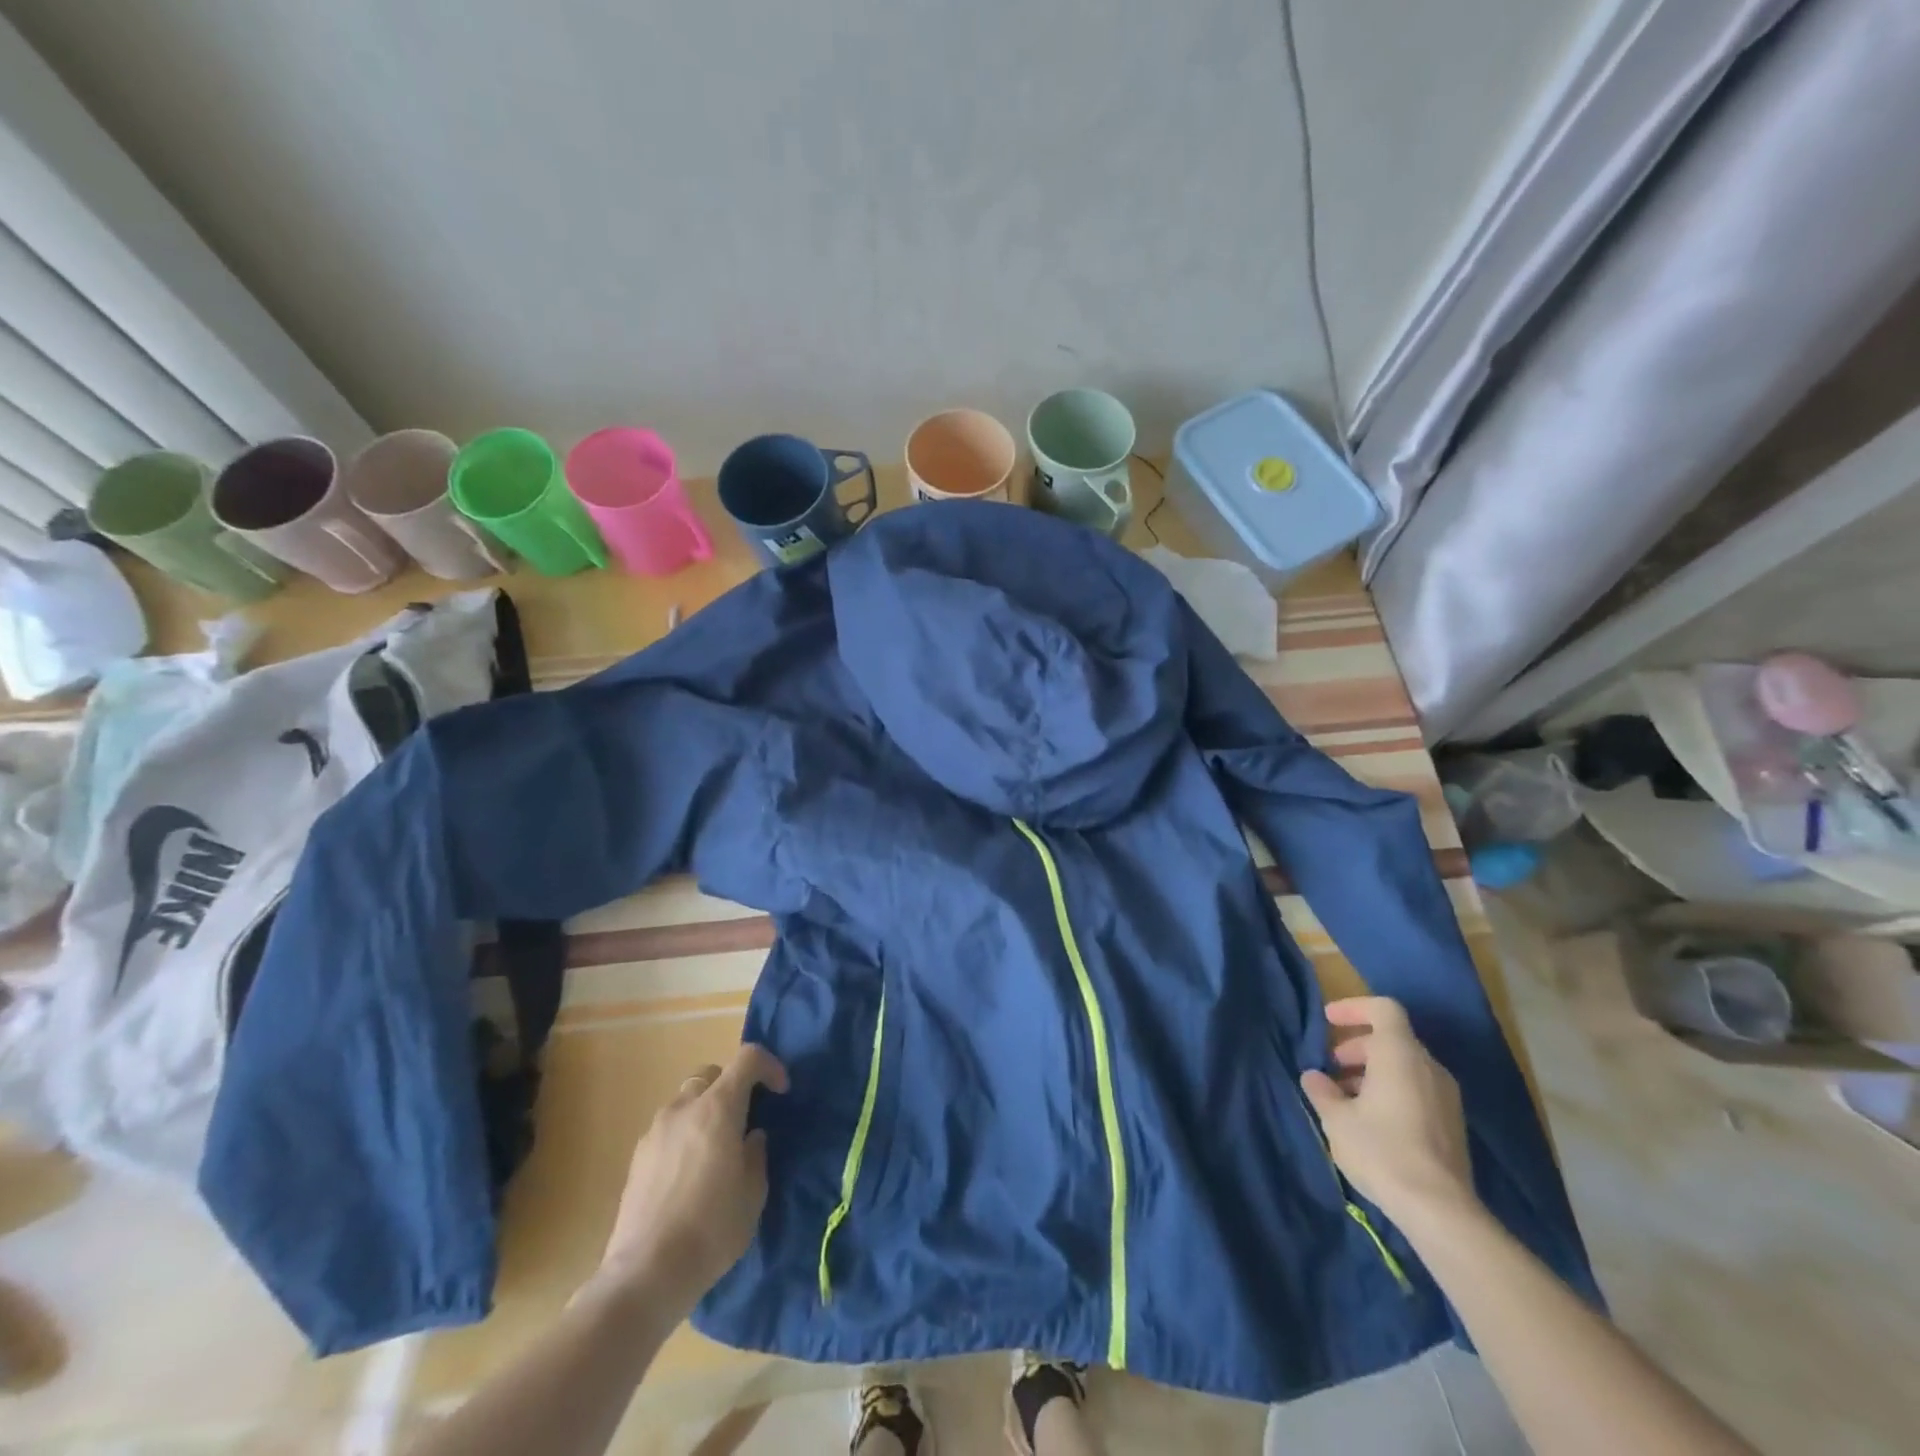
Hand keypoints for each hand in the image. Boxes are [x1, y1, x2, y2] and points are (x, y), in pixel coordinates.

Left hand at [591, 1043, 788, 1317]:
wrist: (645, 1275)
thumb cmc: (712, 1229)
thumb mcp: (753, 1193)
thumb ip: (756, 1154)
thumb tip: (750, 1137)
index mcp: (718, 1108)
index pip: (747, 1058)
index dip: (770, 1066)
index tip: (781, 1091)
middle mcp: (684, 1108)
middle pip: (711, 1074)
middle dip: (732, 1086)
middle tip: (744, 1120)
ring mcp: (655, 1131)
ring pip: (686, 1100)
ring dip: (705, 1111)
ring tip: (715, 1150)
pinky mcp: (637, 1157)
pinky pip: (668, 1128)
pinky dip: (684, 1134)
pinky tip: (689, 1174)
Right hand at [1299, 997, 1477, 1229]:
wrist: (1440, 1211)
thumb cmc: (1381, 1150)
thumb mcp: (1336, 1119)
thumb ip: (1322, 1090)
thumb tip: (1314, 1076)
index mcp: (1400, 1055)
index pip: (1384, 1009)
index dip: (1354, 1008)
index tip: (1328, 1020)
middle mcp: (1428, 1068)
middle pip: (1392, 1039)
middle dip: (1357, 1046)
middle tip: (1331, 1066)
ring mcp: (1445, 1097)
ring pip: (1405, 1067)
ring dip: (1372, 1072)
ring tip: (1345, 1097)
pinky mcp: (1452, 1124)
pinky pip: (1417, 1089)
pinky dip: (1391, 1091)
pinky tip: (1370, 1120)